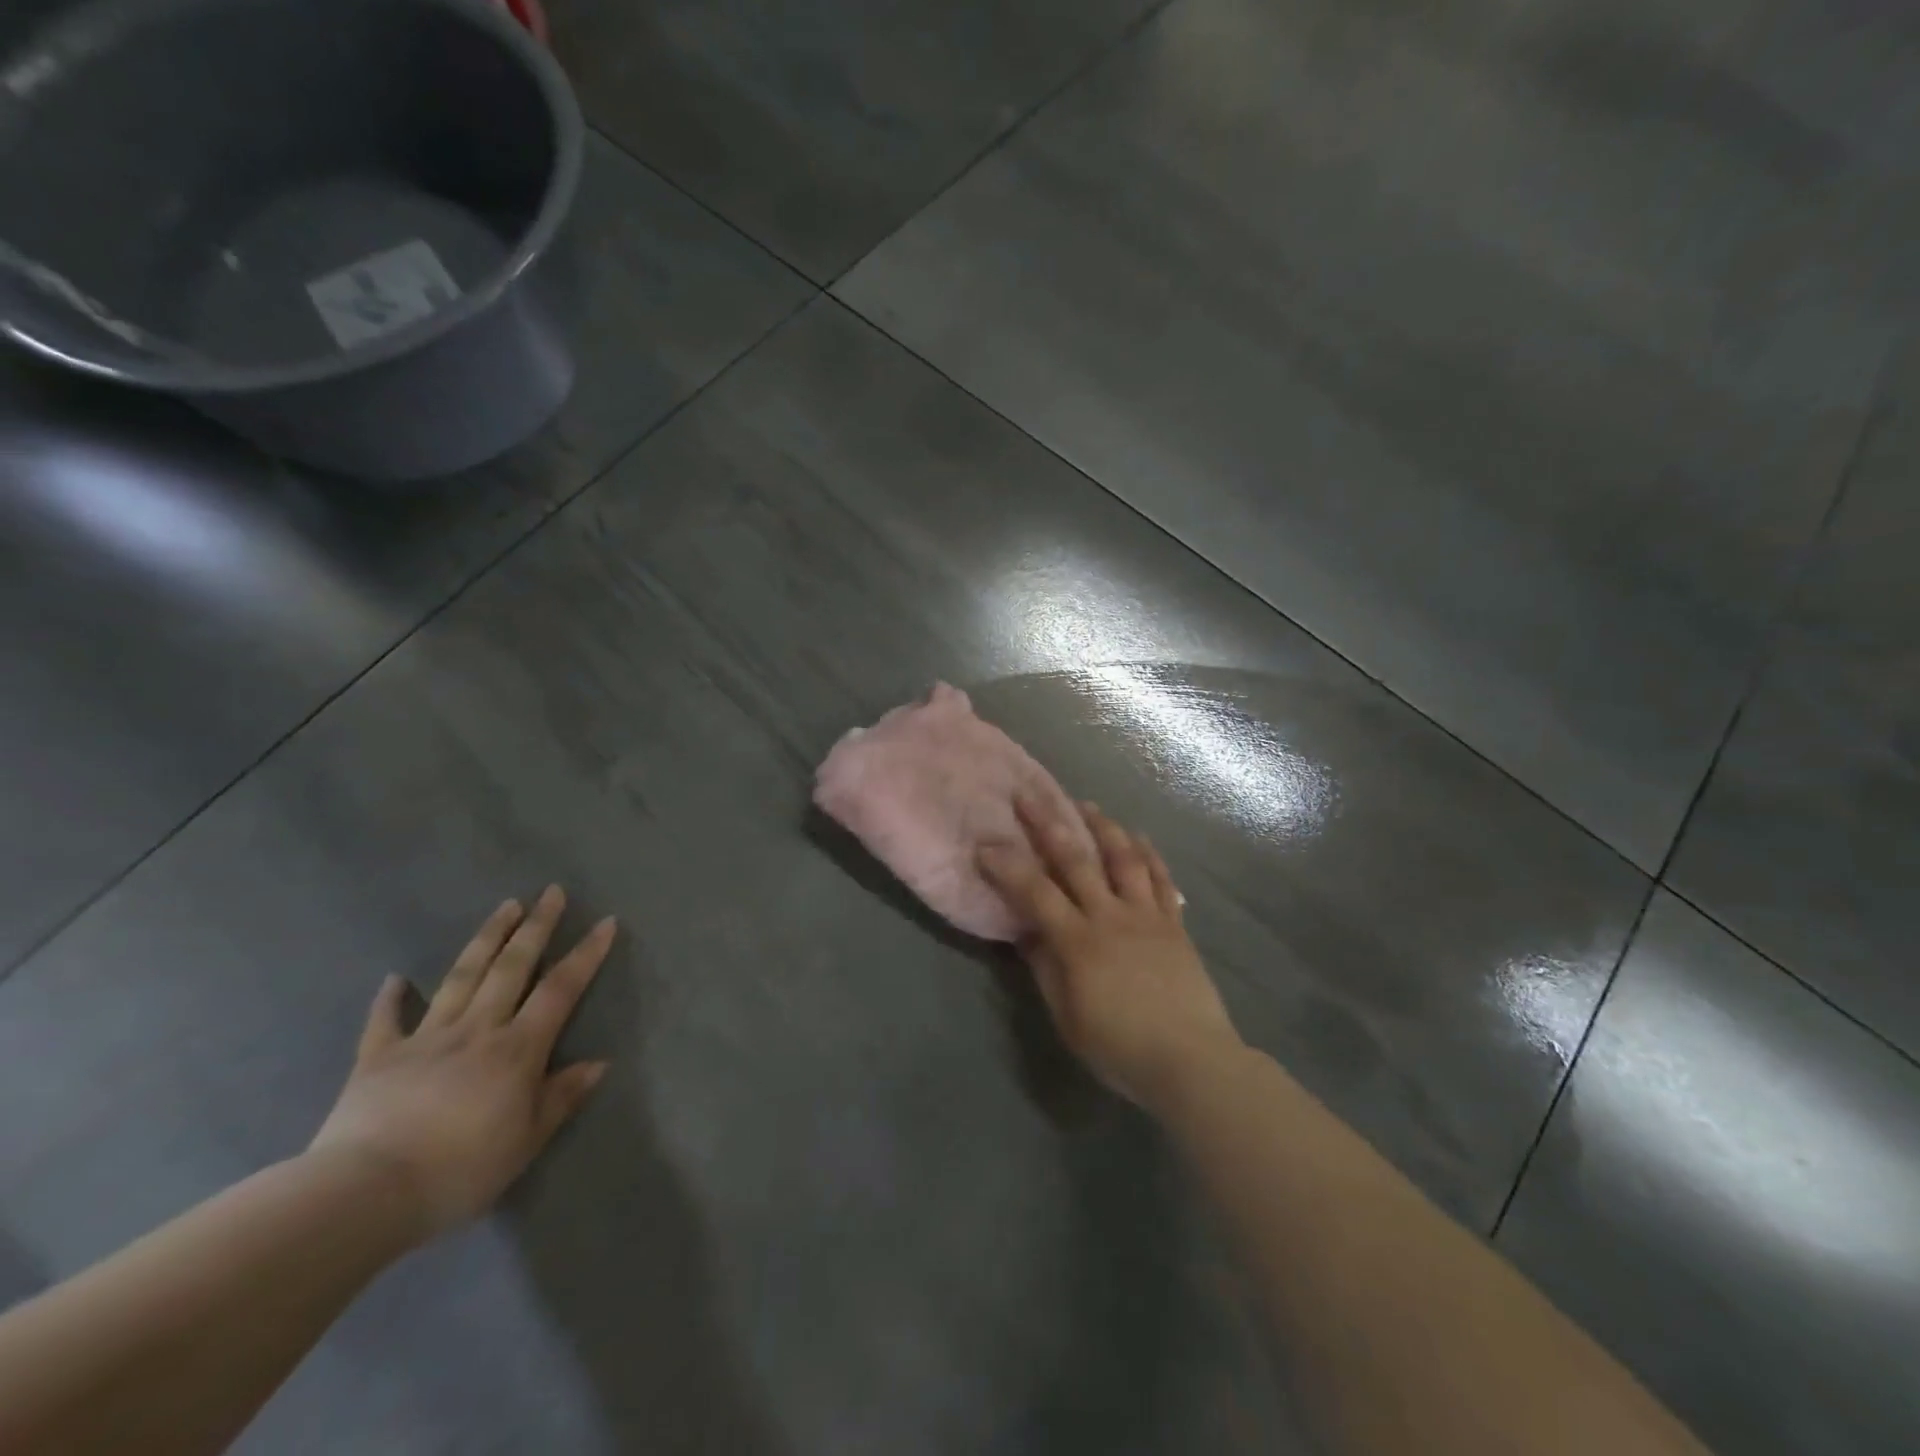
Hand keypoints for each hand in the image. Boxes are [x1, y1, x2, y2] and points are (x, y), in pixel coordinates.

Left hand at [309, 887, 614, 1238]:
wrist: (365, 1194)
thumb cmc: (460, 1170)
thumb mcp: (527, 1141)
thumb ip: (562, 1097)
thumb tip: (599, 1063)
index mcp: (517, 1049)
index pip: (560, 990)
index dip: (586, 954)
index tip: (605, 921)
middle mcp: (477, 1029)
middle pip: (512, 967)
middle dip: (535, 927)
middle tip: (551, 892)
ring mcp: (425, 1038)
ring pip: (462, 977)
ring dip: (486, 938)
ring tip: (506, 906)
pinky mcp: (378, 1058)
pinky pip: (386, 1021)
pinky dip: (390, 998)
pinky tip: (395, 978)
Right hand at [980, 797, 1242, 1110]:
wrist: (1191, 1061)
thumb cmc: (1120, 1048)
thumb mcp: (1068, 1018)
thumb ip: (1045, 971)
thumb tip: (1026, 934)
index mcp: (1078, 942)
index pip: (1034, 892)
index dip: (1008, 866)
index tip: (986, 843)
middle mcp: (1110, 916)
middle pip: (1076, 860)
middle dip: (1049, 823)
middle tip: (1030, 794)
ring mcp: (1146, 915)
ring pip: (1123, 858)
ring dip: (1102, 826)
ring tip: (1086, 804)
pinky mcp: (1174, 923)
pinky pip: (1161, 879)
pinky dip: (1149, 853)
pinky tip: (1138, 836)